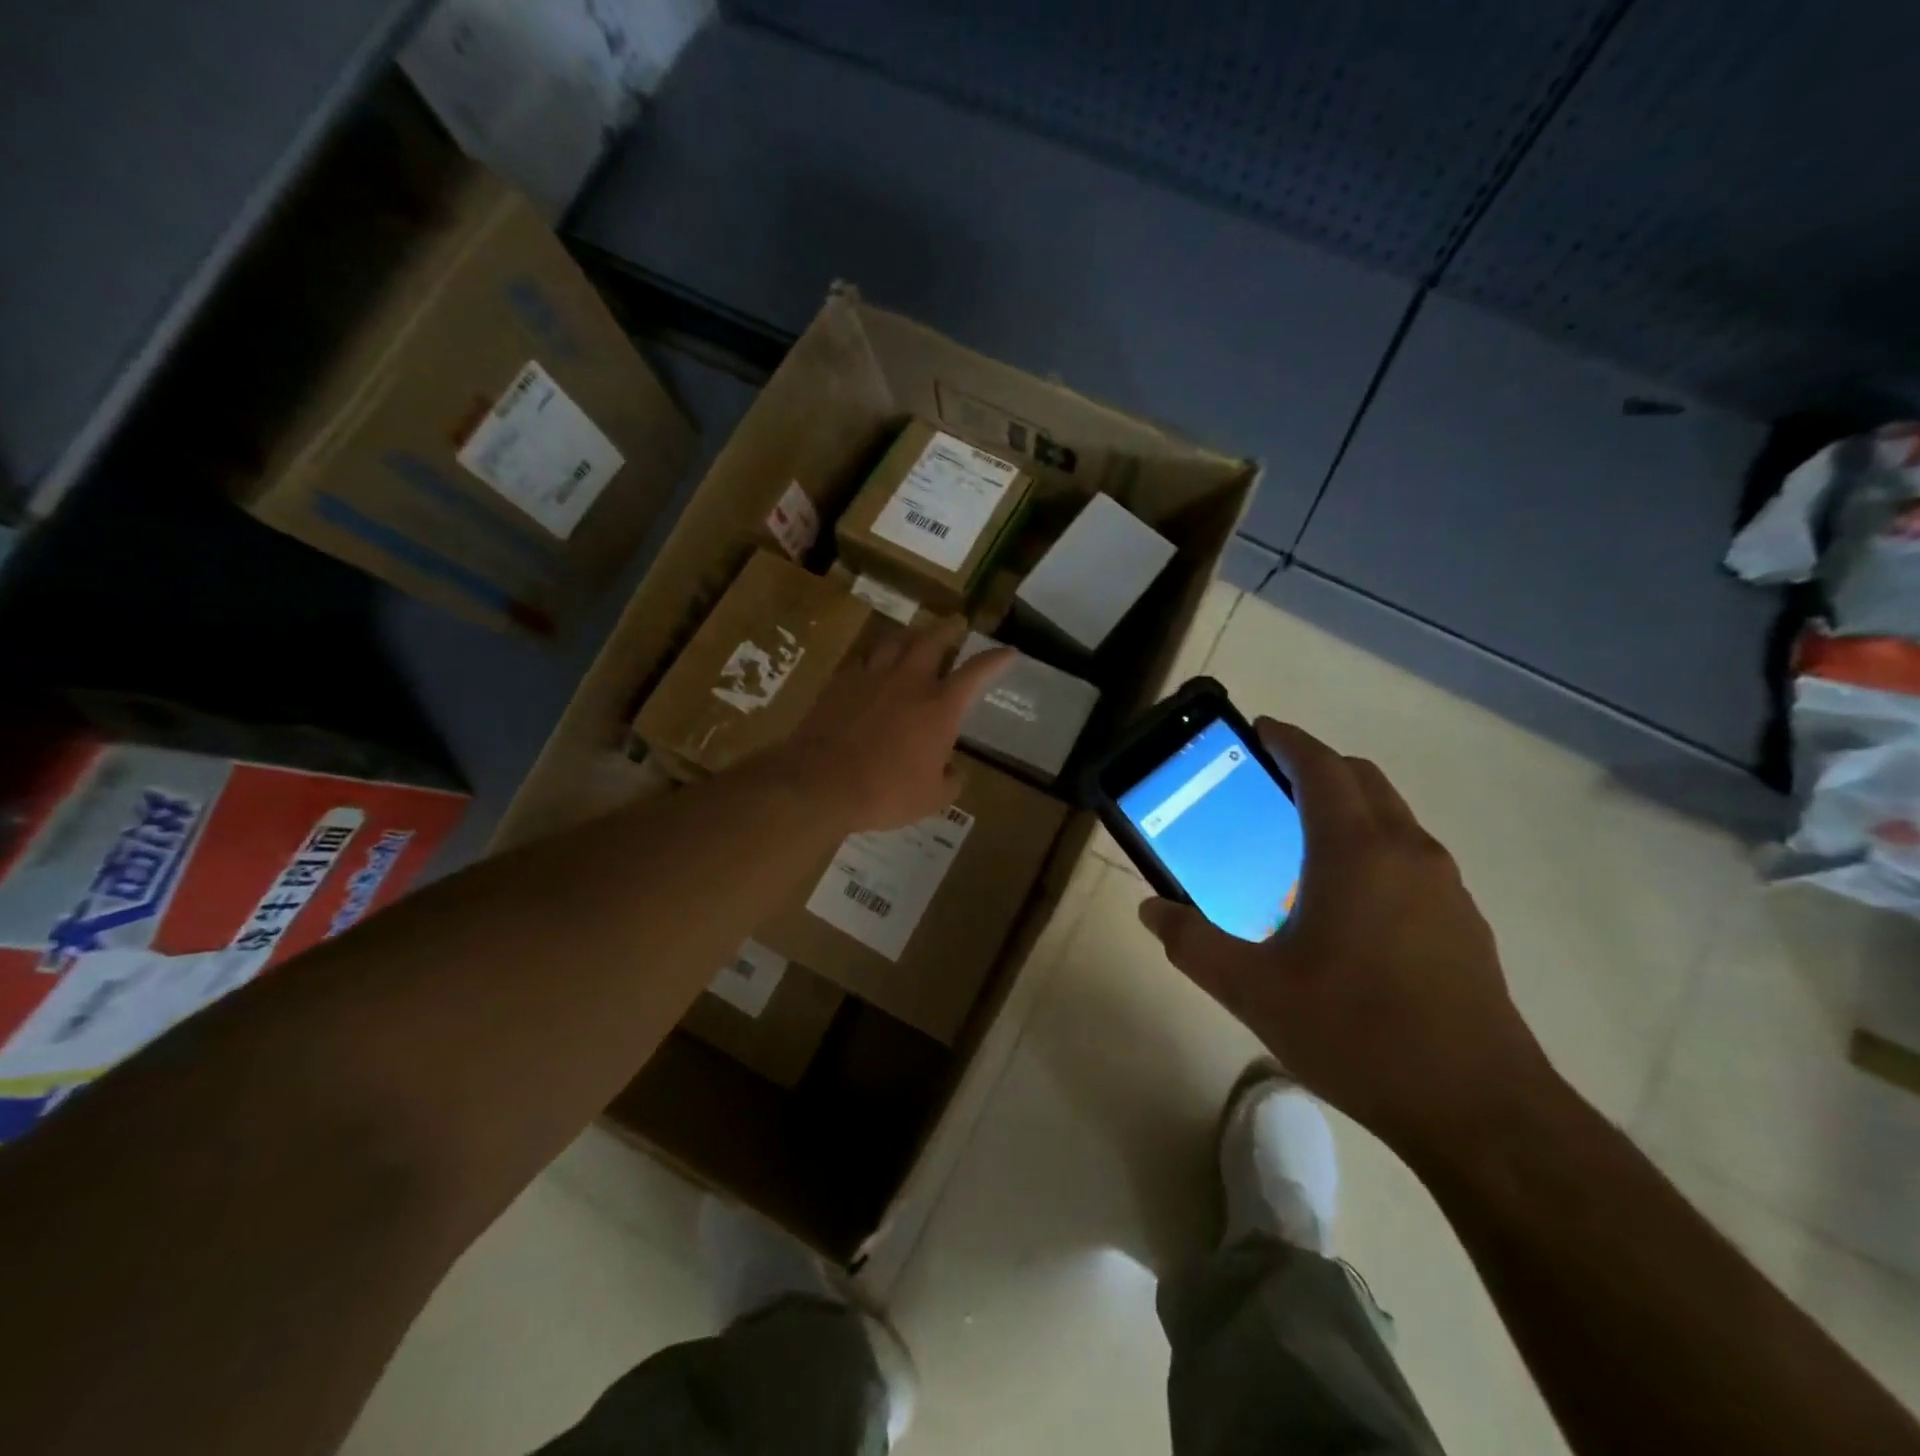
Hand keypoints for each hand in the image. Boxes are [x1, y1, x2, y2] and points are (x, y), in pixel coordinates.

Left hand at [774, 618, 1012, 831]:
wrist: (821, 782)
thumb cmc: (885, 792)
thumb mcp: (931, 799)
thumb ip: (950, 781)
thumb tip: (954, 771)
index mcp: (939, 707)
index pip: (976, 672)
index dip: (996, 660)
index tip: (1009, 652)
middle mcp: (909, 681)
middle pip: (933, 640)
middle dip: (949, 629)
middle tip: (956, 623)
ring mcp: (872, 677)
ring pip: (895, 640)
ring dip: (911, 634)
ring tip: (916, 634)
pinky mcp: (841, 682)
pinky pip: (864, 658)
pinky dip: (876, 655)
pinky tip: (874, 662)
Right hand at [1139, 719, 1555, 1155]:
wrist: (1480, 1110)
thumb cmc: (1357, 1033)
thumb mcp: (1253, 991)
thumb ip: (1193, 943)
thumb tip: (1151, 911)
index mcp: (1355, 852)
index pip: (1321, 767)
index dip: (1289, 740)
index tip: (1260, 730)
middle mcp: (1407, 852)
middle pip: (1363, 780)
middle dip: (1317, 767)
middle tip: (1270, 783)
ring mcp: (1445, 886)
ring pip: (1392, 817)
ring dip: (1348, 807)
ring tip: (1301, 844)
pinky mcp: (1463, 921)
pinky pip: (1411, 855)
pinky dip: (1374, 846)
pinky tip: (1346, 904)